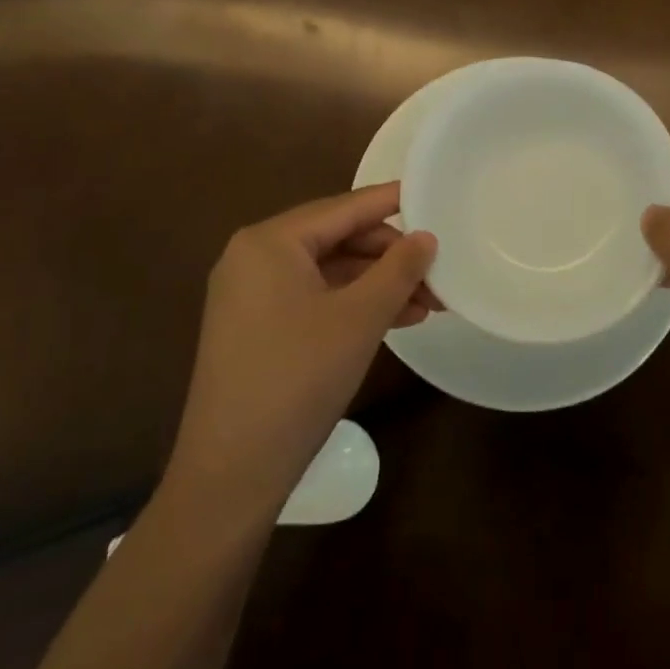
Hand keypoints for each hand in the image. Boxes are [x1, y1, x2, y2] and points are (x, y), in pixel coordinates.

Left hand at [165, 183, 436, 518]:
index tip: (434, 196)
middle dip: (390, 256)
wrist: (231, 472)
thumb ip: (398, 270)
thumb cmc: (298, 379)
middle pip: (336, 238)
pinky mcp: (255, 327)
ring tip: (429, 302)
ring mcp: (250, 293)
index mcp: (270, 241)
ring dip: (377, 284)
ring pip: (328, 272)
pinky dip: (353, 305)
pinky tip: (396, 319)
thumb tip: (426, 237)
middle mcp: (254, 256)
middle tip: (438, 272)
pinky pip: (313, 298)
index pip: (344, 208)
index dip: (392, 203)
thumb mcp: (359, 319)